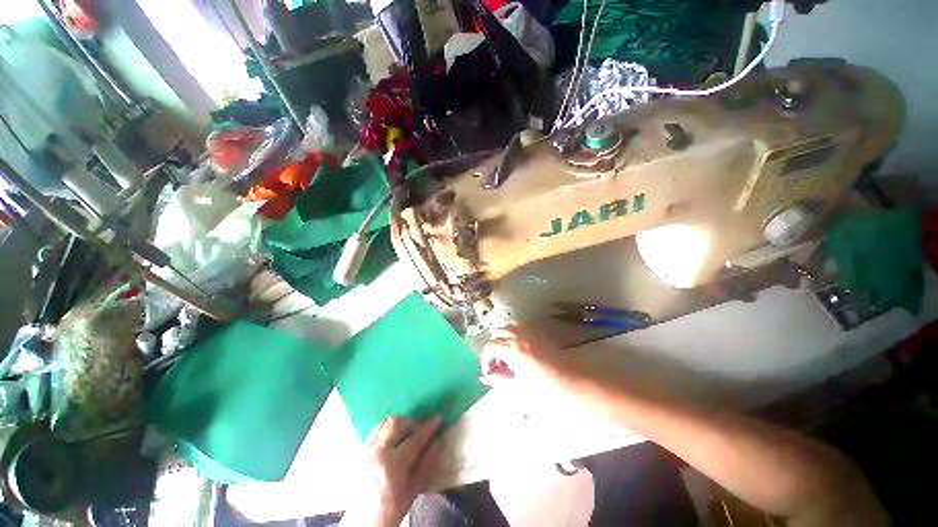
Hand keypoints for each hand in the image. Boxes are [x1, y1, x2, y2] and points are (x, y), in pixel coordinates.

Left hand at [353, 416, 442, 526]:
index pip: (414, 439)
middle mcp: (377, 454)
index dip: (428, 427)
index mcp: (392, 467)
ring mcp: (366, 451)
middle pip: (396, 423)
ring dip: (399, 424)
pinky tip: (393, 438)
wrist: (363, 521)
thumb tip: (438, 441)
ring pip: (385, 423)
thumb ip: (427, 463)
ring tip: (405, 433)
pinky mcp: (359, 450)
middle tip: (419, 429)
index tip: (438, 418)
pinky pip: (376, 430)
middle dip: (411, 423)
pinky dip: (387, 428)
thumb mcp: (413, 490)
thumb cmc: (391, 508)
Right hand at [480, 325, 570, 387]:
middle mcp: (520, 335)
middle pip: (498, 332)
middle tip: (499, 365)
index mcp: (513, 349)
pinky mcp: (541, 333)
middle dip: (494, 346)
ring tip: (508, 356)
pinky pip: (522, 327)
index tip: (490, 373)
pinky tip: (521, 350)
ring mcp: (531, 332)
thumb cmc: (547, 393)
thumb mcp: (518, 390)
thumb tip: (485, 376)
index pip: (489, 347)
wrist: (577, 387)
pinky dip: (515, 334)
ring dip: (504, 338)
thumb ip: (499, 381)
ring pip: (509, 326)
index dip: (485, 360)